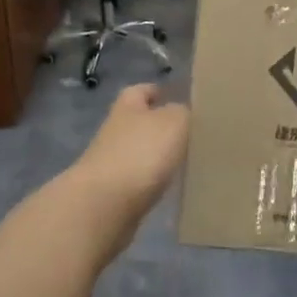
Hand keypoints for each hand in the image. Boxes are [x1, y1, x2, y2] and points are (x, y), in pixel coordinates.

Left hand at [62, 85, 190, 256]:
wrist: (104, 205)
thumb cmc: (141, 153)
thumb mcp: (174, 122)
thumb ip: (183, 112)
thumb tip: (183, 113)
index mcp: (128, 106)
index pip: (142, 90)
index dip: (158, 91)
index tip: (178, 97)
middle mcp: (116, 130)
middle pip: (140, 122)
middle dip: (161, 125)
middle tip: (192, 131)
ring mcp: (112, 162)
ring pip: (140, 151)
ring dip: (158, 154)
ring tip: (188, 159)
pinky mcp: (113, 192)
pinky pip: (139, 179)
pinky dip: (154, 180)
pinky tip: (173, 185)